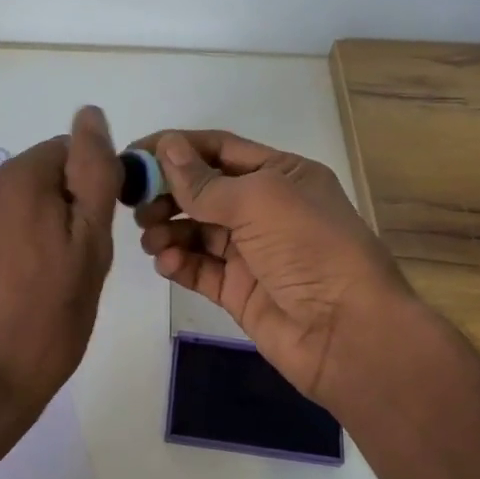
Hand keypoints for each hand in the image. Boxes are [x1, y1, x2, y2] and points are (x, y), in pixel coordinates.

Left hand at [0, 106, 121, 424]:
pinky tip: (11, 294)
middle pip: (38, 181)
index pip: (67, 154)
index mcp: (14, 179)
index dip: (89, 192)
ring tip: (41, 287)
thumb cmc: (47, 320)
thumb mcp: (90, 246)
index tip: (93, 239)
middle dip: (60, 213)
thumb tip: (89, 114)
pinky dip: (6, 252)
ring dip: (34, 233)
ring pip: (14, 209)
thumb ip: (93, 175)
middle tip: (72, 270)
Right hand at [131, 129, 421, 406]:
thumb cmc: (309, 248)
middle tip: (137, 206)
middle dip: (167, 194)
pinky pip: (199, 269)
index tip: (133, 155)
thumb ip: (205, 181)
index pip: (218, 149)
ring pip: (196, 231)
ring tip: (151, 239)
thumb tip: (166, 147)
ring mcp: (251, 252)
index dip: (175, 148)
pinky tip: (168, 263)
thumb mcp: (259, 200)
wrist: (346, 331)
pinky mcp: (238, 291)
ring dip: (168, 230)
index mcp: (280, 174)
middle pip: (202, 191)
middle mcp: (265, 209)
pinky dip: (179, 263)